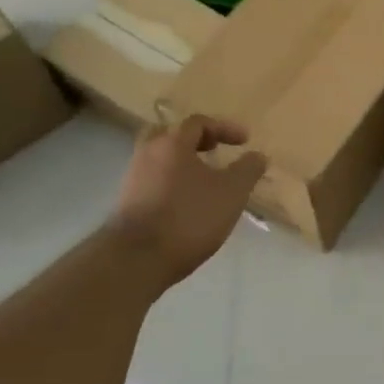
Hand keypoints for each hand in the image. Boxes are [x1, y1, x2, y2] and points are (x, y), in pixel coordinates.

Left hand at [108, 114, 266, 284]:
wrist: (135, 260)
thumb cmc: (189, 216)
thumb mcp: (232, 192)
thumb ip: (248, 170)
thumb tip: (258, 155)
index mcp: (172, 143)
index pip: (198, 122)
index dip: (224, 128)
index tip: (244, 141)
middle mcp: (147, 154)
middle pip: (168, 135)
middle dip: (193, 140)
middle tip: (212, 150)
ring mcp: (132, 180)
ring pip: (158, 159)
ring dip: (181, 164)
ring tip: (203, 181)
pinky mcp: (126, 205)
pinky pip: (152, 181)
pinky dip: (170, 183)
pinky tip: (185, 203)